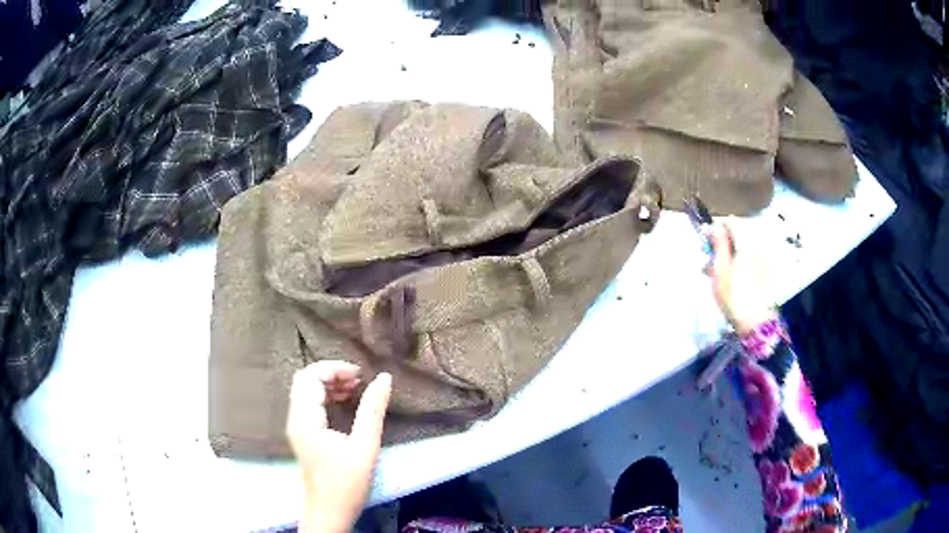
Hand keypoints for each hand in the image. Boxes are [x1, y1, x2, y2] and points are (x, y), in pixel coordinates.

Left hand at [287, 361, 391, 532]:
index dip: (334, 368)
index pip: (310, 377)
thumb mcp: (365, 447)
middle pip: (304, 380)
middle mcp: (295, 419)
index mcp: (305, 420)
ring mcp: (296, 427)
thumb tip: (384, 378)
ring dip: (327, 384)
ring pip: (305, 391)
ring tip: (354, 388)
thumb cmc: (346, 484)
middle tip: (358, 380)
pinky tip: (343, 402)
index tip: (360, 374)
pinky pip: (308, 404)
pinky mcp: (302, 435)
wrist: (328, 513)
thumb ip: (373, 411)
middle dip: (330, 373)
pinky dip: (324, 396)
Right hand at [706, 223, 775, 334]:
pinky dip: (743, 262)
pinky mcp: (769, 270)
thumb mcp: (720, 270)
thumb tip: (715, 226)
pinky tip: (736, 277)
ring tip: (722, 272)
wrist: (756, 322)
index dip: (717, 230)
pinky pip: (753, 257)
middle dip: (724, 243)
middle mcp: (759, 244)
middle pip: (739, 234)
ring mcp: (766, 257)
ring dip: (732, 254)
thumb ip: (718, 244)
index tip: (707, 243)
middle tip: (711, 261)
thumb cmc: (734, 296)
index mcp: (747, 241)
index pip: (731, 222)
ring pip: (745, 246)